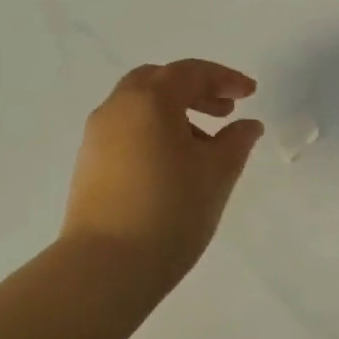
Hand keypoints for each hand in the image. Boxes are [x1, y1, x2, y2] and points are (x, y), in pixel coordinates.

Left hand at [61, 60, 264, 288]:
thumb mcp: (216, 174)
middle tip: (224, 111)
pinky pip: (126, 131)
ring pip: (139, 107)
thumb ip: (236, 142)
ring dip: (173, 113)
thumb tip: (247, 125)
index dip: (224, 78)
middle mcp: (117, 108)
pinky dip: (153, 132)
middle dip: (194, 90)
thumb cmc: (170, 212)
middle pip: (158, 81)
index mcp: (149, 100)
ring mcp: (96, 136)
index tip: (250, 93)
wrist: (106, 266)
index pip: (190, 72)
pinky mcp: (88, 164)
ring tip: (204, 145)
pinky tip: (173, 165)